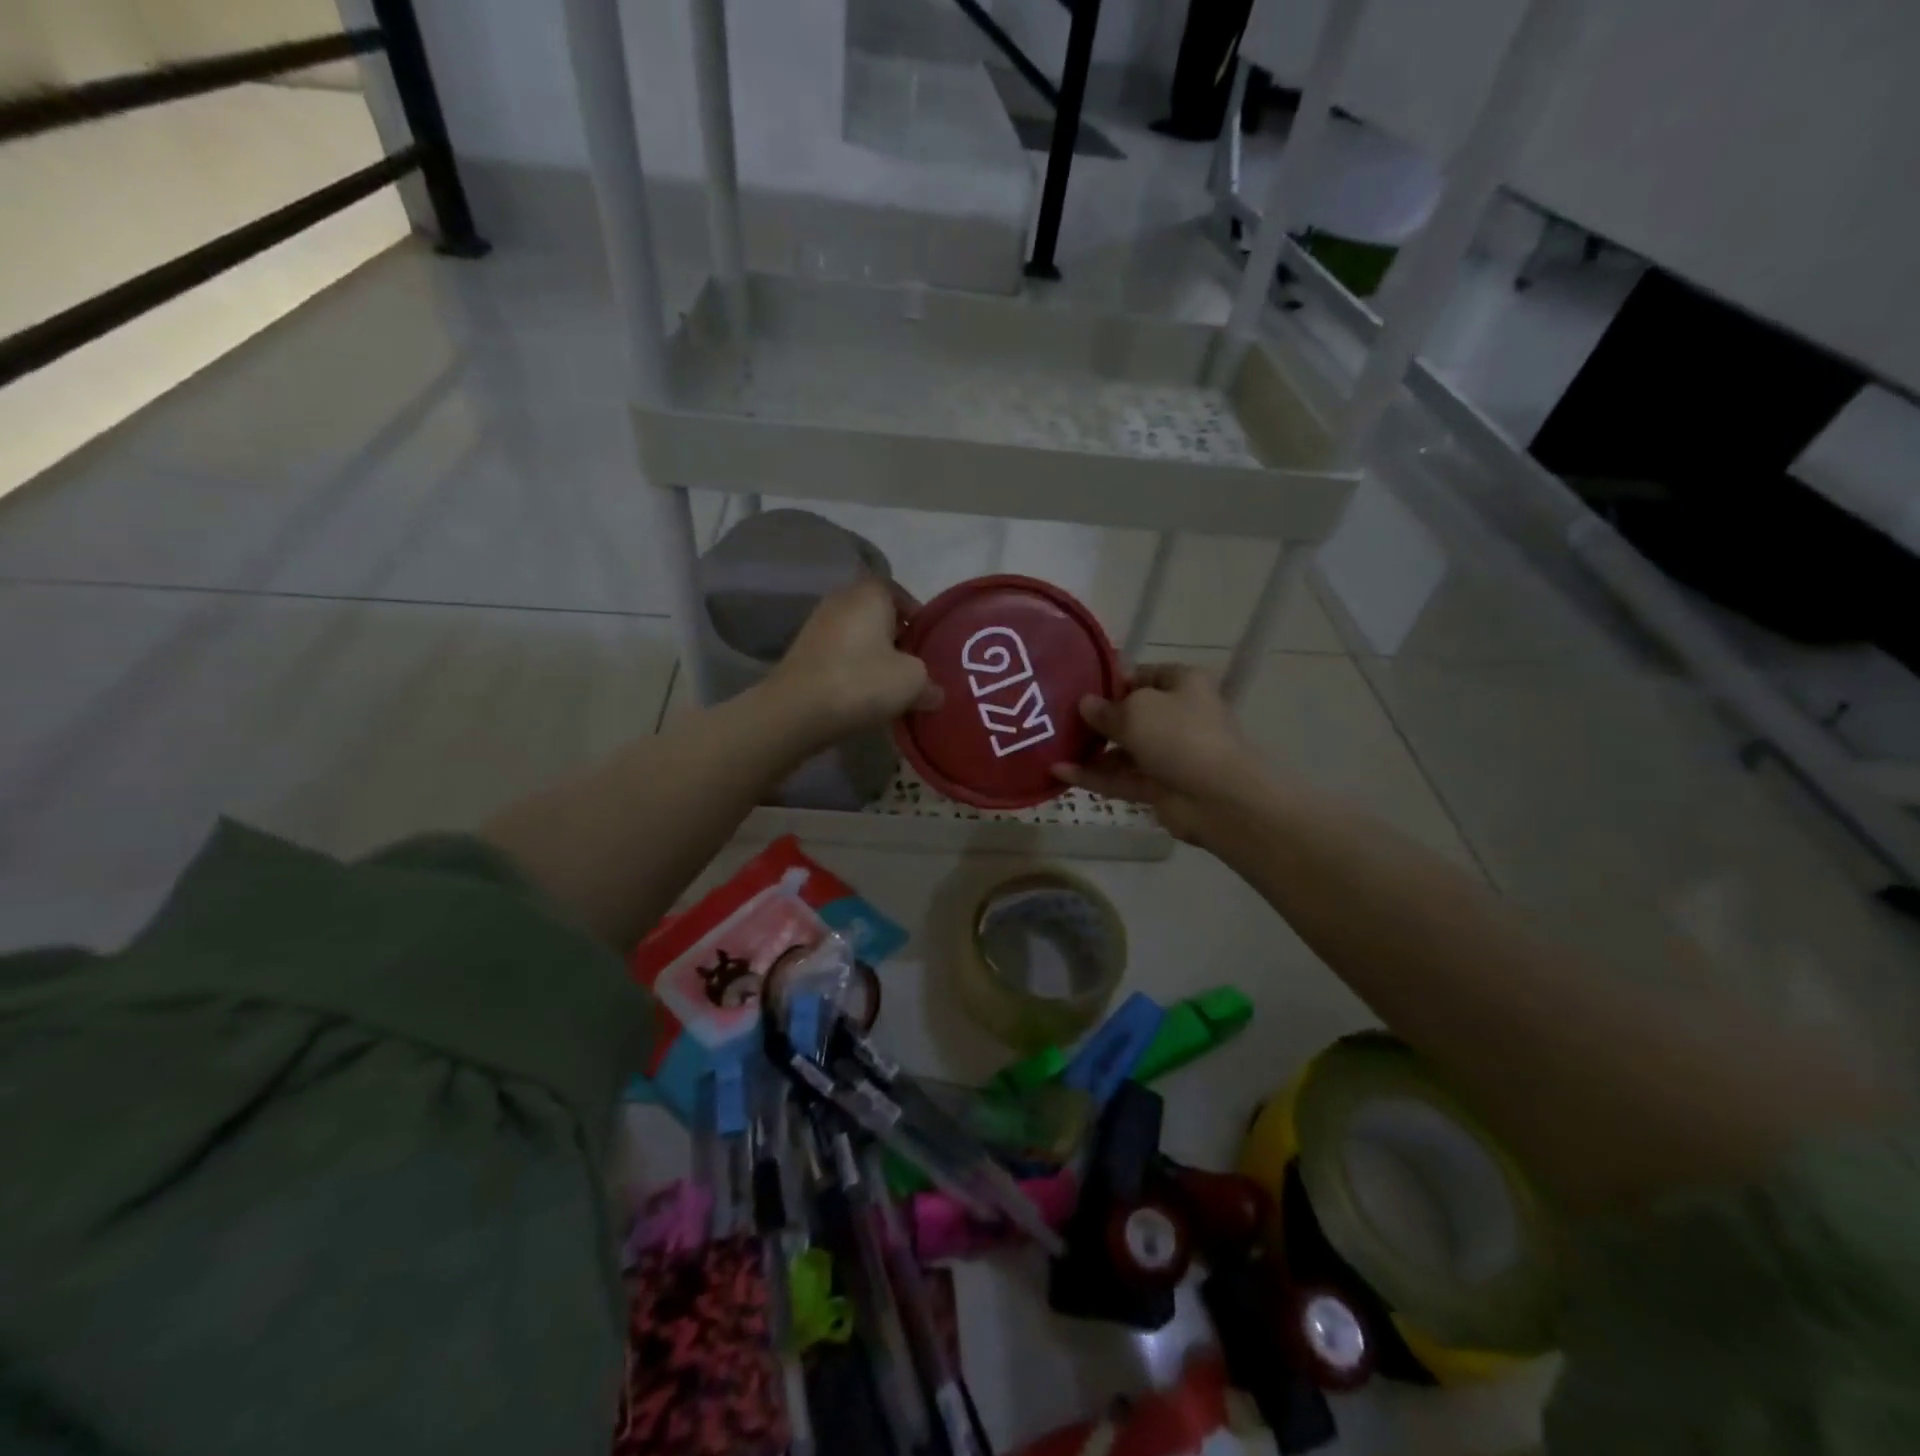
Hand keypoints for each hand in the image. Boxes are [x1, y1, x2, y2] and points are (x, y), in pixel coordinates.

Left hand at [765, 577, 942, 746]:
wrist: (797, 710)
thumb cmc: (862, 682)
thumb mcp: (912, 683)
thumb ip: (929, 684)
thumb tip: (935, 693)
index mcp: (870, 593)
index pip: (899, 592)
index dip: (916, 617)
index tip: (926, 645)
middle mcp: (841, 600)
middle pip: (877, 614)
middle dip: (896, 638)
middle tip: (913, 667)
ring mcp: (817, 625)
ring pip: (857, 636)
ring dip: (873, 656)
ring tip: (889, 685)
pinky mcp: (802, 652)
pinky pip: (838, 654)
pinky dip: (852, 668)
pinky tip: (861, 694)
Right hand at [1052, 664, 1263, 841]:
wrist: (1217, 797)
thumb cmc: (1179, 736)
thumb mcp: (1136, 710)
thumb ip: (1106, 708)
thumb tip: (1086, 705)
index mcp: (1183, 684)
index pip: (1143, 675)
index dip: (1111, 681)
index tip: (1077, 688)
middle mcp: (1178, 715)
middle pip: (1131, 713)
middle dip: (1097, 718)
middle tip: (1058, 718)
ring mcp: (1169, 754)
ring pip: (1123, 749)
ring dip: (1091, 750)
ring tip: (1052, 747)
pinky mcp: (1159, 786)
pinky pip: (1121, 777)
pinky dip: (1094, 776)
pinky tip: (1059, 772)